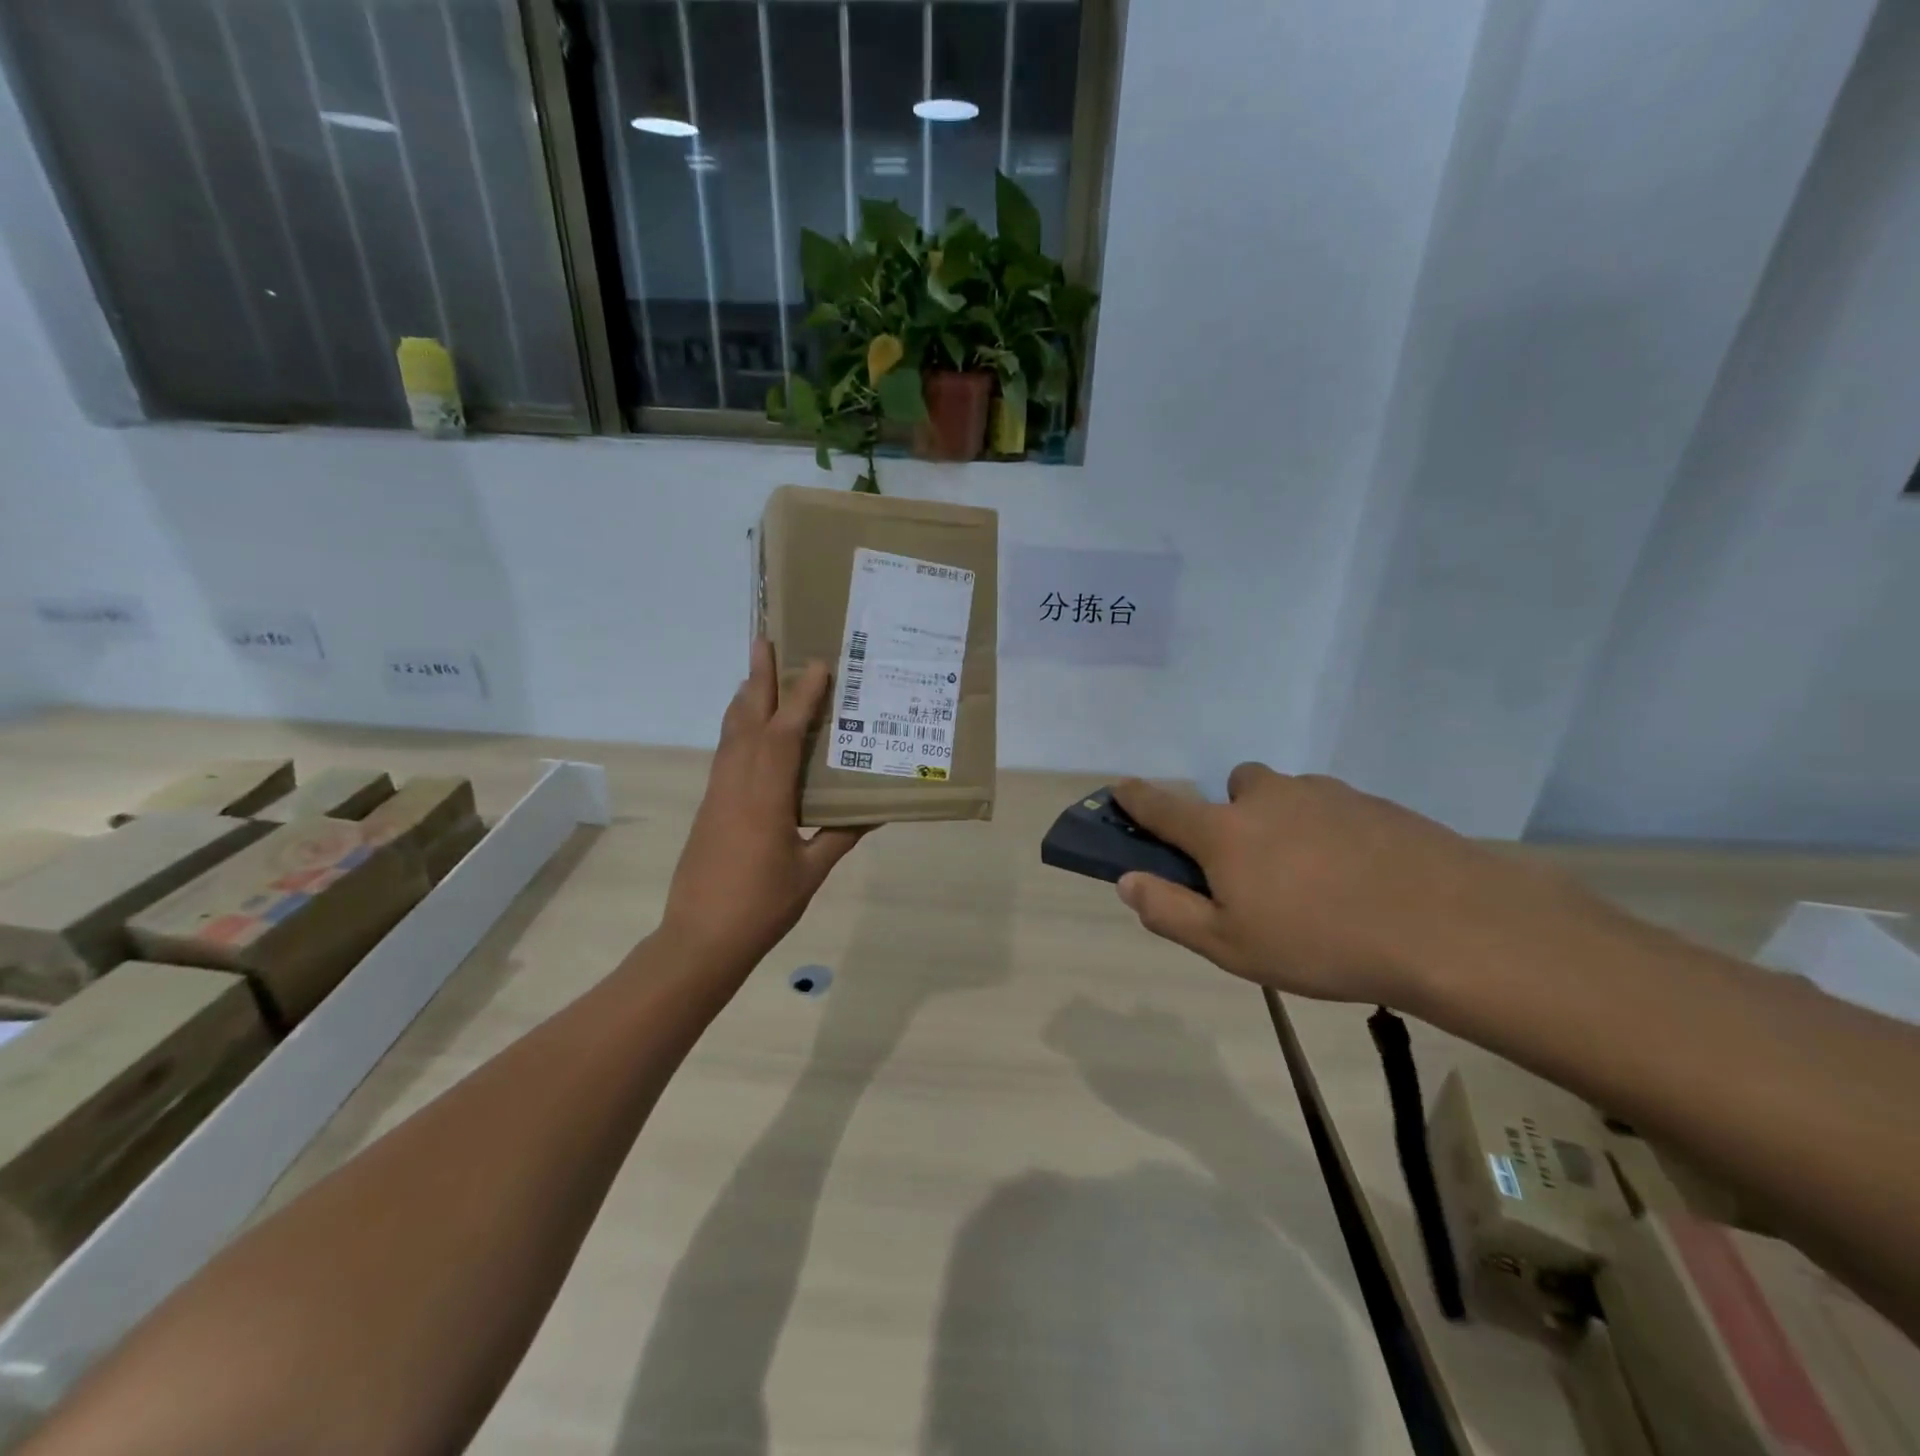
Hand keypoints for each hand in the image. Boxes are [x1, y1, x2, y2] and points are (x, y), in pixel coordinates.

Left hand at [660, 640, 867, 973]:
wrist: (699, 940)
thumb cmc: (761, 907)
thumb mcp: (810, 872)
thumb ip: (840, 835)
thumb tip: (873, 810)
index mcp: (765, 798)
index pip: (782, 734)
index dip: (800, 697)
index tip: (816, 663)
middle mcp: (736, 785)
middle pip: (747, 720)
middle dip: (758, 678)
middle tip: (764, 639)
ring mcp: (718, 794)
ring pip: (731, 734)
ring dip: (746, 699)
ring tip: (758, 671)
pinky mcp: (711, 806)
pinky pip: (726, 754)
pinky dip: (739, 728)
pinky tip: (749, 728)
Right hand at [1112, 765, 1583, 1007]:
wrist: (1449, 927)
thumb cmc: (1321, 943)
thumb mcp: (1232, 946)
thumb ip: (1170, 912)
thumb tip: (1128, 881)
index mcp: (1225, 832)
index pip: (1163, 806)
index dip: (1136, 797)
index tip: (1119, 787)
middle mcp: (1268, 798)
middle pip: (1235, 787)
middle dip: (1233, 813)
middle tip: (1256, 864)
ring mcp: (1324, 794)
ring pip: (1287, 794)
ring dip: (1284, 819)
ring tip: (1315, 876)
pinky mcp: (1373, 801)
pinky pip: (1332, 806)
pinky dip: (1330, 829)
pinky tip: (1360, 874)